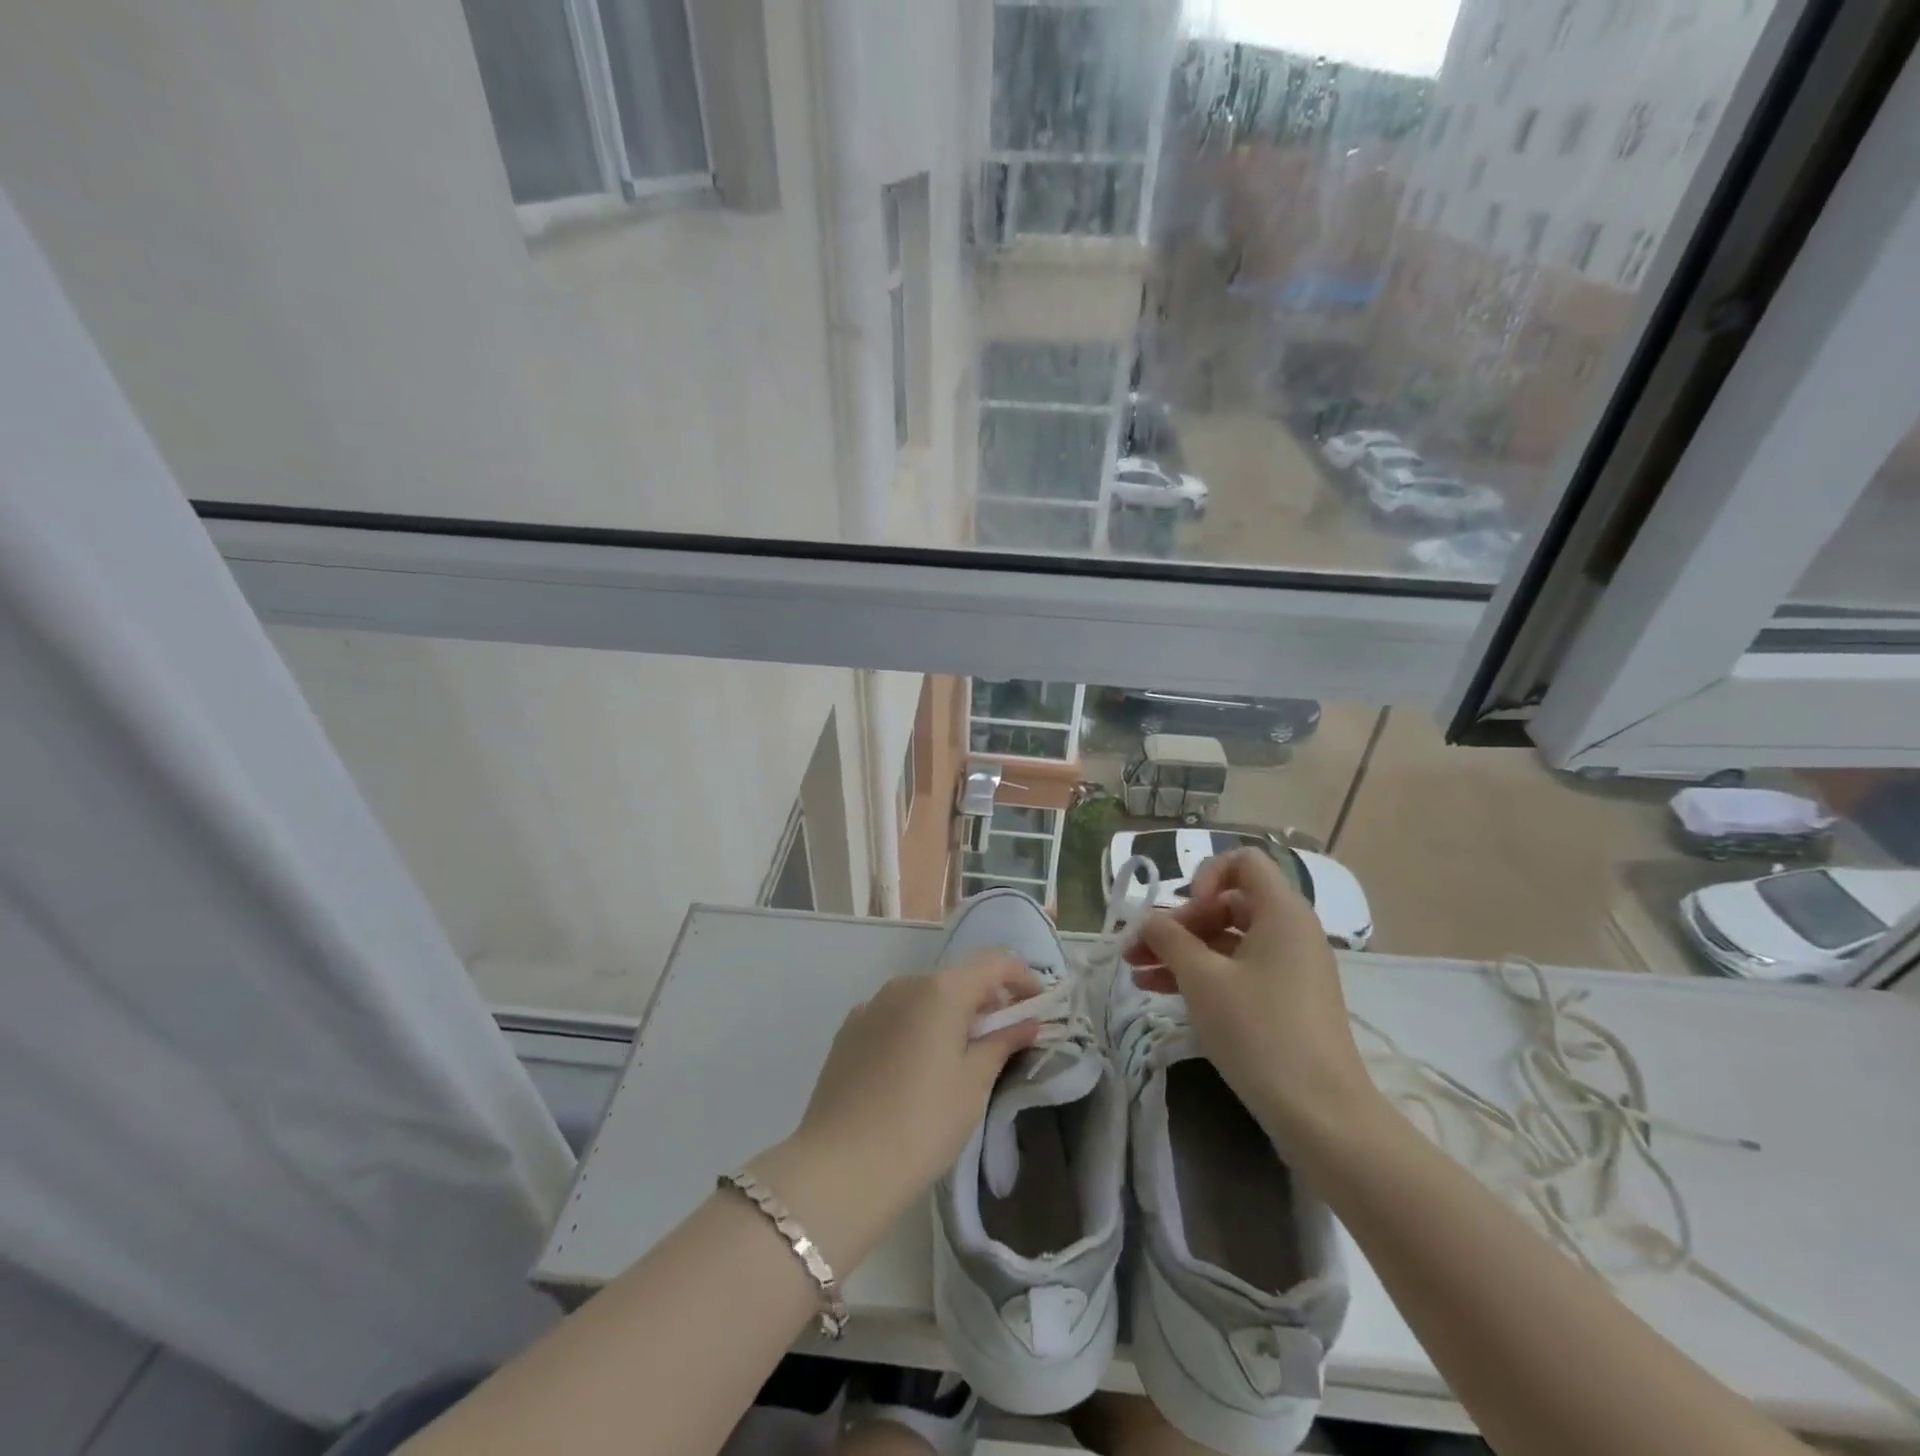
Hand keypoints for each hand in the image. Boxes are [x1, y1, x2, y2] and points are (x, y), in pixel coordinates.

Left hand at [772, 951, 1040, 1221]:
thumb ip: (1002, 1043)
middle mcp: (904, 984)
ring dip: (950, 1013)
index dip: (1022, 977)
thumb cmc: (922, 1123)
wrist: (840, 1166)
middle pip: (957, 978)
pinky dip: (917, 1026)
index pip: (993, 962)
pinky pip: (895, 1015)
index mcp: (940, 990)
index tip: (1038, 1004)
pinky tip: (917, 1067)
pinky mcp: (849, 1030)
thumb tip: (1026, 1021)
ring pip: (924, 996)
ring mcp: (871, 1005)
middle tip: (1005, 1038)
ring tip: (961, 1055)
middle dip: (985, 1000)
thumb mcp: (973, 1084)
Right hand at [1136, 848, 1380, 1141]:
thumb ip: (1168, 938)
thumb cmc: (1260, 1030)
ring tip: (1136, 972)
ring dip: (1180, 950)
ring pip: (1226, 940)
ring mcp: (1289, 967)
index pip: (1243, 863)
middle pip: (1226, 903)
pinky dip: (1201, 974)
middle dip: (1178, 922)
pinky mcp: (1285, 1000)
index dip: (1206, 876)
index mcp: (1281, 912)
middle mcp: (1289, 931)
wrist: (1321, 1114)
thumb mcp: (1202, 979)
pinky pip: (1237, 969)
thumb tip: (1147, 922)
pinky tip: (1158, 990)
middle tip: (1139, 949)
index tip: (1185, 912)